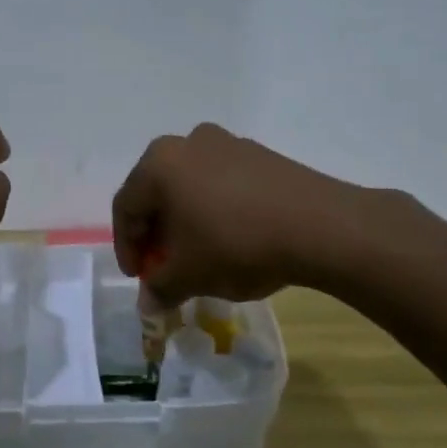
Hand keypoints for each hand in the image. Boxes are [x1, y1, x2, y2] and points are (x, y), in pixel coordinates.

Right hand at [112, 122, 352, 302]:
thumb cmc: (237, 245)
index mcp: (158, 163)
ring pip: (190, 186)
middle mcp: (187, 143)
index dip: (127, 247)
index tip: (140, 278)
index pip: (125, 207)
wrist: (320, 226)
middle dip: (156, 233)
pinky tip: (231, 238)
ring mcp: (227, 143)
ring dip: (185, 221)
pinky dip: (215, 209)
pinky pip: (221, 182)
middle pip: (156, 192)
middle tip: (164, 266)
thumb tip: (148, 304)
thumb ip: (160, 288)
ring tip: (198, 254)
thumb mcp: (189, 275)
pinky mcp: (259, 154)